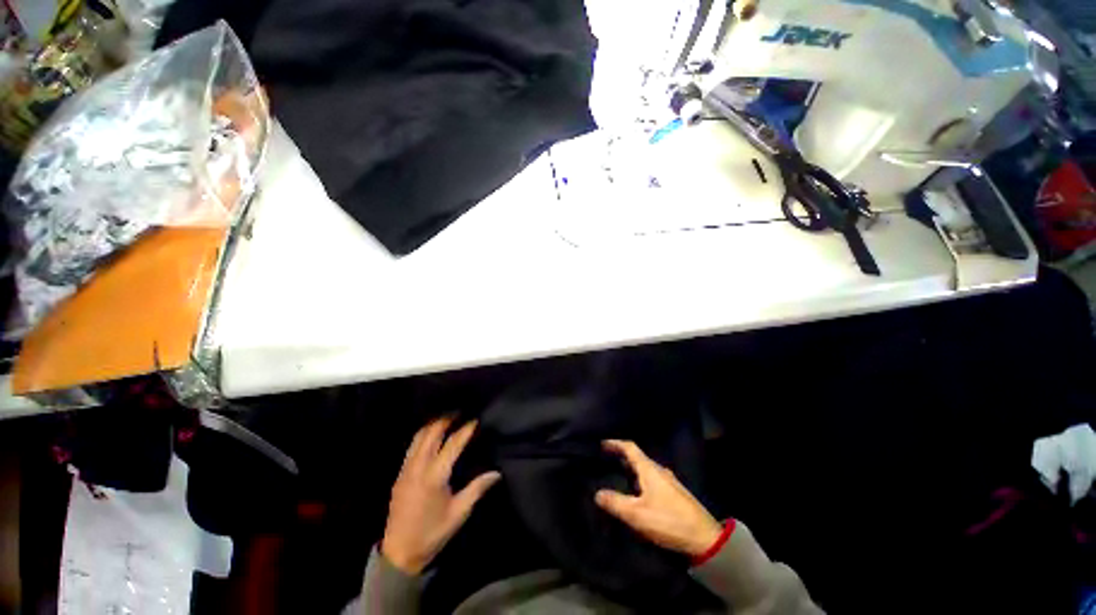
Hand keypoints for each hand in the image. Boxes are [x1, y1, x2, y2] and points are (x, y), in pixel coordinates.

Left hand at [381, 417, 500, 573]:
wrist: (399, 553)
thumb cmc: (432, 534)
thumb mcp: (459, 513)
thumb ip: (477, 489)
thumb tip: (496, 473)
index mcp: (434, 477)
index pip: (453, 444)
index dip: (466, 430)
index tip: (476, 419)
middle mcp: (418, 467)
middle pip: (432, 433)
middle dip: (446, 419)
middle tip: (460, 411)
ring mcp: (406, 469)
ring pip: (419, 437)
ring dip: (433, 424)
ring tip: (447, 418)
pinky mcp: (400, 474)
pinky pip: (412, 446)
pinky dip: (423, 434)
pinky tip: (432, 434)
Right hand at [595, 439, 722, 556]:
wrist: (705, 538)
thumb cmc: (669, 521)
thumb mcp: (638, 514)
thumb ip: (616, 503)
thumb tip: (597, 493)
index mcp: (650, 469)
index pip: (630, 448)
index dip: (615, 443)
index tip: (602, 443)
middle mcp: (659, 470)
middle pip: (637, 457)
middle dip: (621, 457)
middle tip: (606, 460)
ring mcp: (669, 481)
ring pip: (645, 469)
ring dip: (631, 469)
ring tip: (618, 474)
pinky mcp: (674, 493)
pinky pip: (651, 478)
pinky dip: (640, 479)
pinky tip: (637, 492)